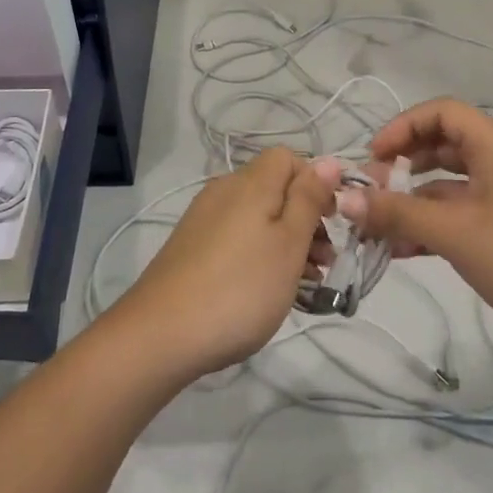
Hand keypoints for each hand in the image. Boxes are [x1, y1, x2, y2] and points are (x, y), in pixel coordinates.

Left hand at [109, 147, 341, 381]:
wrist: (161, 334)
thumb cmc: (240, 288)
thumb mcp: (289, 243)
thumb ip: (309, 199)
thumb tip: (329, 160)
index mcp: (250, 183)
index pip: (289, 158)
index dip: (315, 183)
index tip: (332, 222)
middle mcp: (224, 191)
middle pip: (275, 189)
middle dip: (306, 219)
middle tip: (325, 262)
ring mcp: (203, 219)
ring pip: (257, 217)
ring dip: (286, 242)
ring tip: (304, 284)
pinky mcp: (191, 247)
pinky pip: (237, 238)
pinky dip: (258, 254)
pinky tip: (267, 290)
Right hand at [339, 98, 492, 345]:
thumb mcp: (455, 232)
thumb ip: (397, 213)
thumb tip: (345, 198)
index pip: (442, 112)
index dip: (403, 127)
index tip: (374, 159)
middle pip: (443, 146)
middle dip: (403, 166)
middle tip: (371, 194)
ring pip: (449, 187)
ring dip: (413, 203)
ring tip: (376, 229)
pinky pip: (461, 216)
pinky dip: (432, 227)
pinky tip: (402, 251)